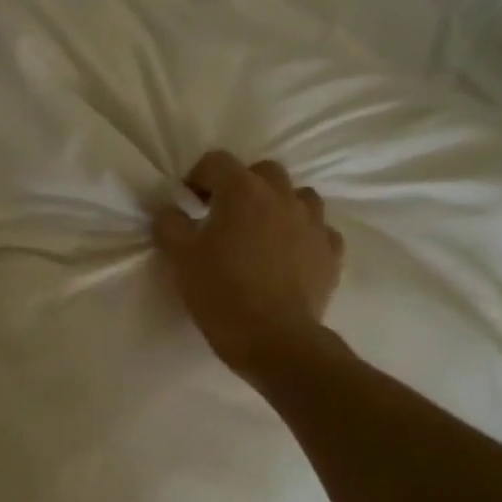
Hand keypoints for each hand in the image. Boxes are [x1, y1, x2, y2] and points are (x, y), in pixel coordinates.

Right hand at [152, 152, 345, 379]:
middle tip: (224, 215)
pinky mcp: (331, 252)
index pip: (216, 162)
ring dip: (277, 206)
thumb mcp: (180, 257)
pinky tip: (289, 256)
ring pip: (297, 196)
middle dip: (241, 186)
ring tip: (261, 233)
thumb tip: (170, 209)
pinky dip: (302, 235)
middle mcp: (282, 197)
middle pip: (262, 171)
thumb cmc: (220, 292)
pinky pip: (318, 230)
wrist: (274, 340)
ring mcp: (314, 223)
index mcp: (243, 191)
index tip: (189, 203)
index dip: (197, 177)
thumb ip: (170, 224)